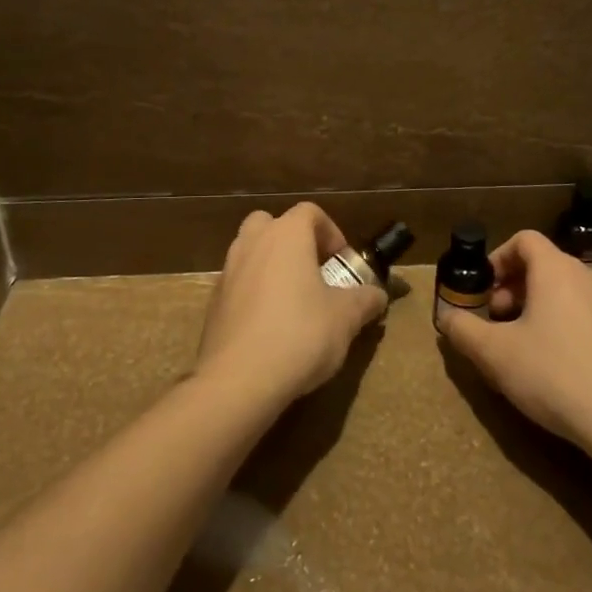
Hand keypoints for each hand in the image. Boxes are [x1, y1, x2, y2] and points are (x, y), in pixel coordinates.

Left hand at [194, 203, 386, 408]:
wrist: (239, 379)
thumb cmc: (300, 334)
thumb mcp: (345, 318)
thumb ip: (365, 300)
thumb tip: (377, 295)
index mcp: (286, 236)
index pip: (309, 212)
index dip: (330, 231)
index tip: (341, 261)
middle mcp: (252, 244)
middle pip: (271, 223)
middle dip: (293, 241)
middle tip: (313, 271)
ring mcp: (227, 272)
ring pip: (251, 252)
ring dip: (272, 266)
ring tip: (294, 301)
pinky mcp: (214, 303)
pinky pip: (239, 284)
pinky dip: (254, 293)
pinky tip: (270, 327)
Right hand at [436, 229, 591, 453]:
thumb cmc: (555, 374)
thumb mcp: (495, 354)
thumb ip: (463, 330)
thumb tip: (447, 317)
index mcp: (557, 270)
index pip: (524, 240)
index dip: (497, 258)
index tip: (483, 289)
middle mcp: (588, 277)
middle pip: (544, 265)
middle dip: (513, 287)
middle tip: (496, 321)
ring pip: (566, 292)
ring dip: (537, 308)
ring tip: (522, 346)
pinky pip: (586, 315)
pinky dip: (563, 325)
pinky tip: (556, 366)